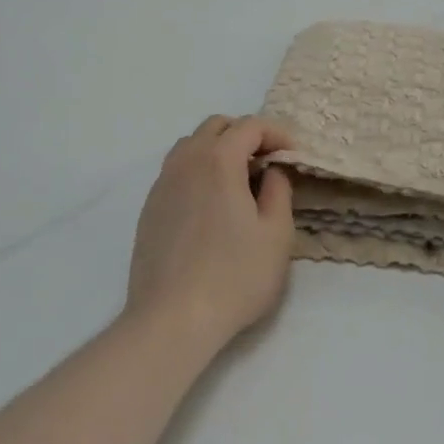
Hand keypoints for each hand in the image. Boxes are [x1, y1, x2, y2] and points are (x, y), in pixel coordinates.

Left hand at [126, 115, 295, 355]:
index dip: (276, 132)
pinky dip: (198, 170)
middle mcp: (186, 161)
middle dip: (245, 134)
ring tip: (239, 180)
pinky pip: (176, 170)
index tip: (293, 154)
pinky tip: (211, 203)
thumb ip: (278, 191)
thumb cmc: (234, 276)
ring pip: (191, 145)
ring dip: (218, 149)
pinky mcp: (150, 207)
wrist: (171, 319)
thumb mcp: (276, 234)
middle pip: (216, 126)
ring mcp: (162, 183)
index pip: (249, 125)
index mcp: (219, 160)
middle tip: (268, 162)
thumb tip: (270, 171)